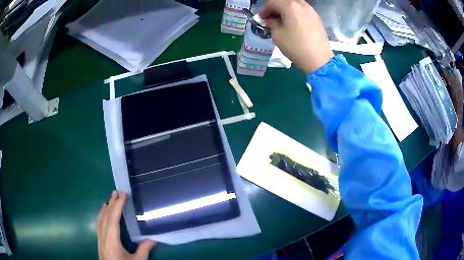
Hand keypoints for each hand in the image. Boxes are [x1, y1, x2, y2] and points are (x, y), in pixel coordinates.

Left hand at [97, 191, 156, 259]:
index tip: (122, 196)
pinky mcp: (99, 242)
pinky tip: (102, 213)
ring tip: (109, 199)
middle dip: (111, 204)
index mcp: (112, 242)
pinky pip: (98, 225)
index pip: (113, 220)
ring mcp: (100, 239)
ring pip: (100, 220)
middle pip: (105, 217)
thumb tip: (155, 238)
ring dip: (105, 209)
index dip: (117, 207)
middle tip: (116, 192)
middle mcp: (103, 238)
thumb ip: (144, 249)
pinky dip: (100, 216)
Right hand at [259, 0, 333, 72]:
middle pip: (284, 1)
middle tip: (271, 17)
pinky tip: (293, 23)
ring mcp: (311, 10)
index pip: (272, 2)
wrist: (319, 59)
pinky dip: (295, 12)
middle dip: (275, 7)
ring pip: (294, 4)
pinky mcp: (317, 18)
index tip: (262, 18)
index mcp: (290, 6)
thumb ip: (271, 24)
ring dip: (286, 9)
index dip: (264, 9)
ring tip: (282, 20)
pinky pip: (303, 10)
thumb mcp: (277, 36)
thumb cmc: (296, 47)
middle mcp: (301, 4)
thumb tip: (270, 21)